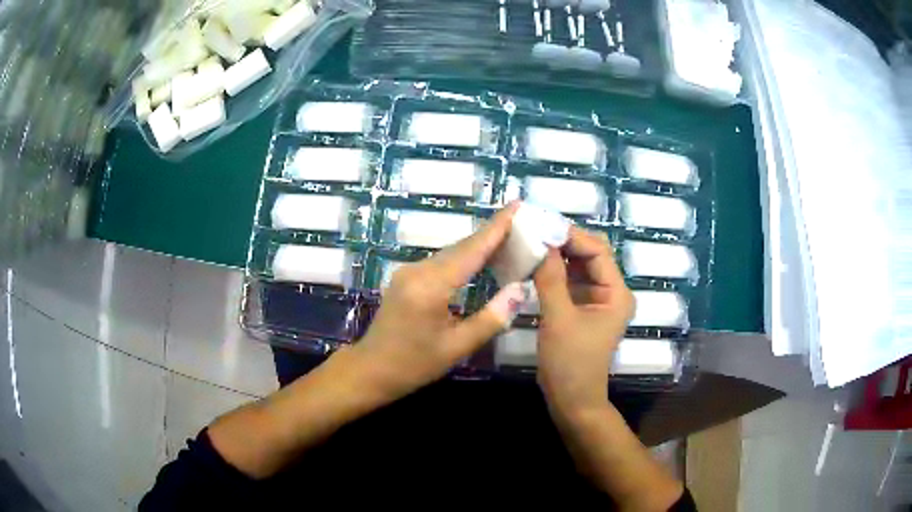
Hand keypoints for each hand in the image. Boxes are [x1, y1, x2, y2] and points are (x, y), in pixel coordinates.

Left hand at [352, 203, 525, 398]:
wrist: (371, 369)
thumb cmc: (415, 364)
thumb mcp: (458, 347)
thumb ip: (491, 318)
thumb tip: (520, 289)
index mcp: (431, 286)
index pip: (471, 250)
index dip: (497, 227)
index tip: (517, 204)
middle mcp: (418, 270)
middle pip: (461, 246)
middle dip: (492, 233)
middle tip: (523, 223)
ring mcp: (409, 271)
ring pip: (451, 252)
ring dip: (479, 245)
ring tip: (509, 238)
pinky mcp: (406, 277)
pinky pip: (441, 261)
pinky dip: (464, 258)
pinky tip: (480, 260)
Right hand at [533, 227, 634, 415]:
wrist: (571, 400)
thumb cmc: (570, 363)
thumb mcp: (559, 319)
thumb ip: (550, 279)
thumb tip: (540, 241)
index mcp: (616, 293)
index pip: (598, 251)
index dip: (572, 236)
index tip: (542, 226)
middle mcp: (611, 292)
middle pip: (589, 255)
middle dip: (563, 242)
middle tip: (532, 232)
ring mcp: (596, 300)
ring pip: (578, 267)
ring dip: (556, 256)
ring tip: (530, 243)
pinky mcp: (582, 308)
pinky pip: (569, 282)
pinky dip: (553, 272)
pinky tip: (533, 265)